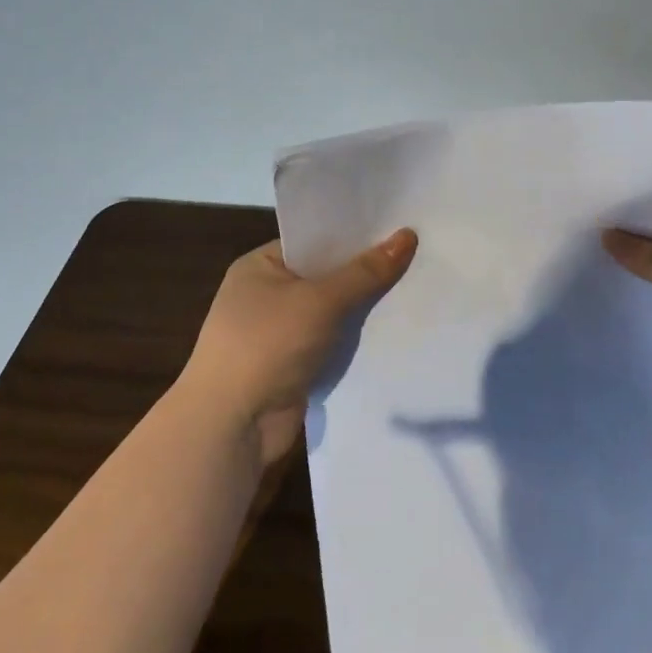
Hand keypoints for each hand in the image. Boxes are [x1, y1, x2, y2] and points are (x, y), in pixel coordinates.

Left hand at [180, 228, 417, 465]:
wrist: (232, 426)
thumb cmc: (267, 346)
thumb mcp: (320, 301)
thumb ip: (366, 272)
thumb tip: (407, 235)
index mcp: (260, 267)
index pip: (315, 241)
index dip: (355, 234)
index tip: (399, 227)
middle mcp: (268, 296)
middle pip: (328, 276)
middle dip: (367, 272)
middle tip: (419, 256)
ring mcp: (280, 334)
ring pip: (335, 312)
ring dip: (365, 309)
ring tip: (418, 289)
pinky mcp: (295, 366)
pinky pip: (334, 343)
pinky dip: (358, 341)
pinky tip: (398, 330)